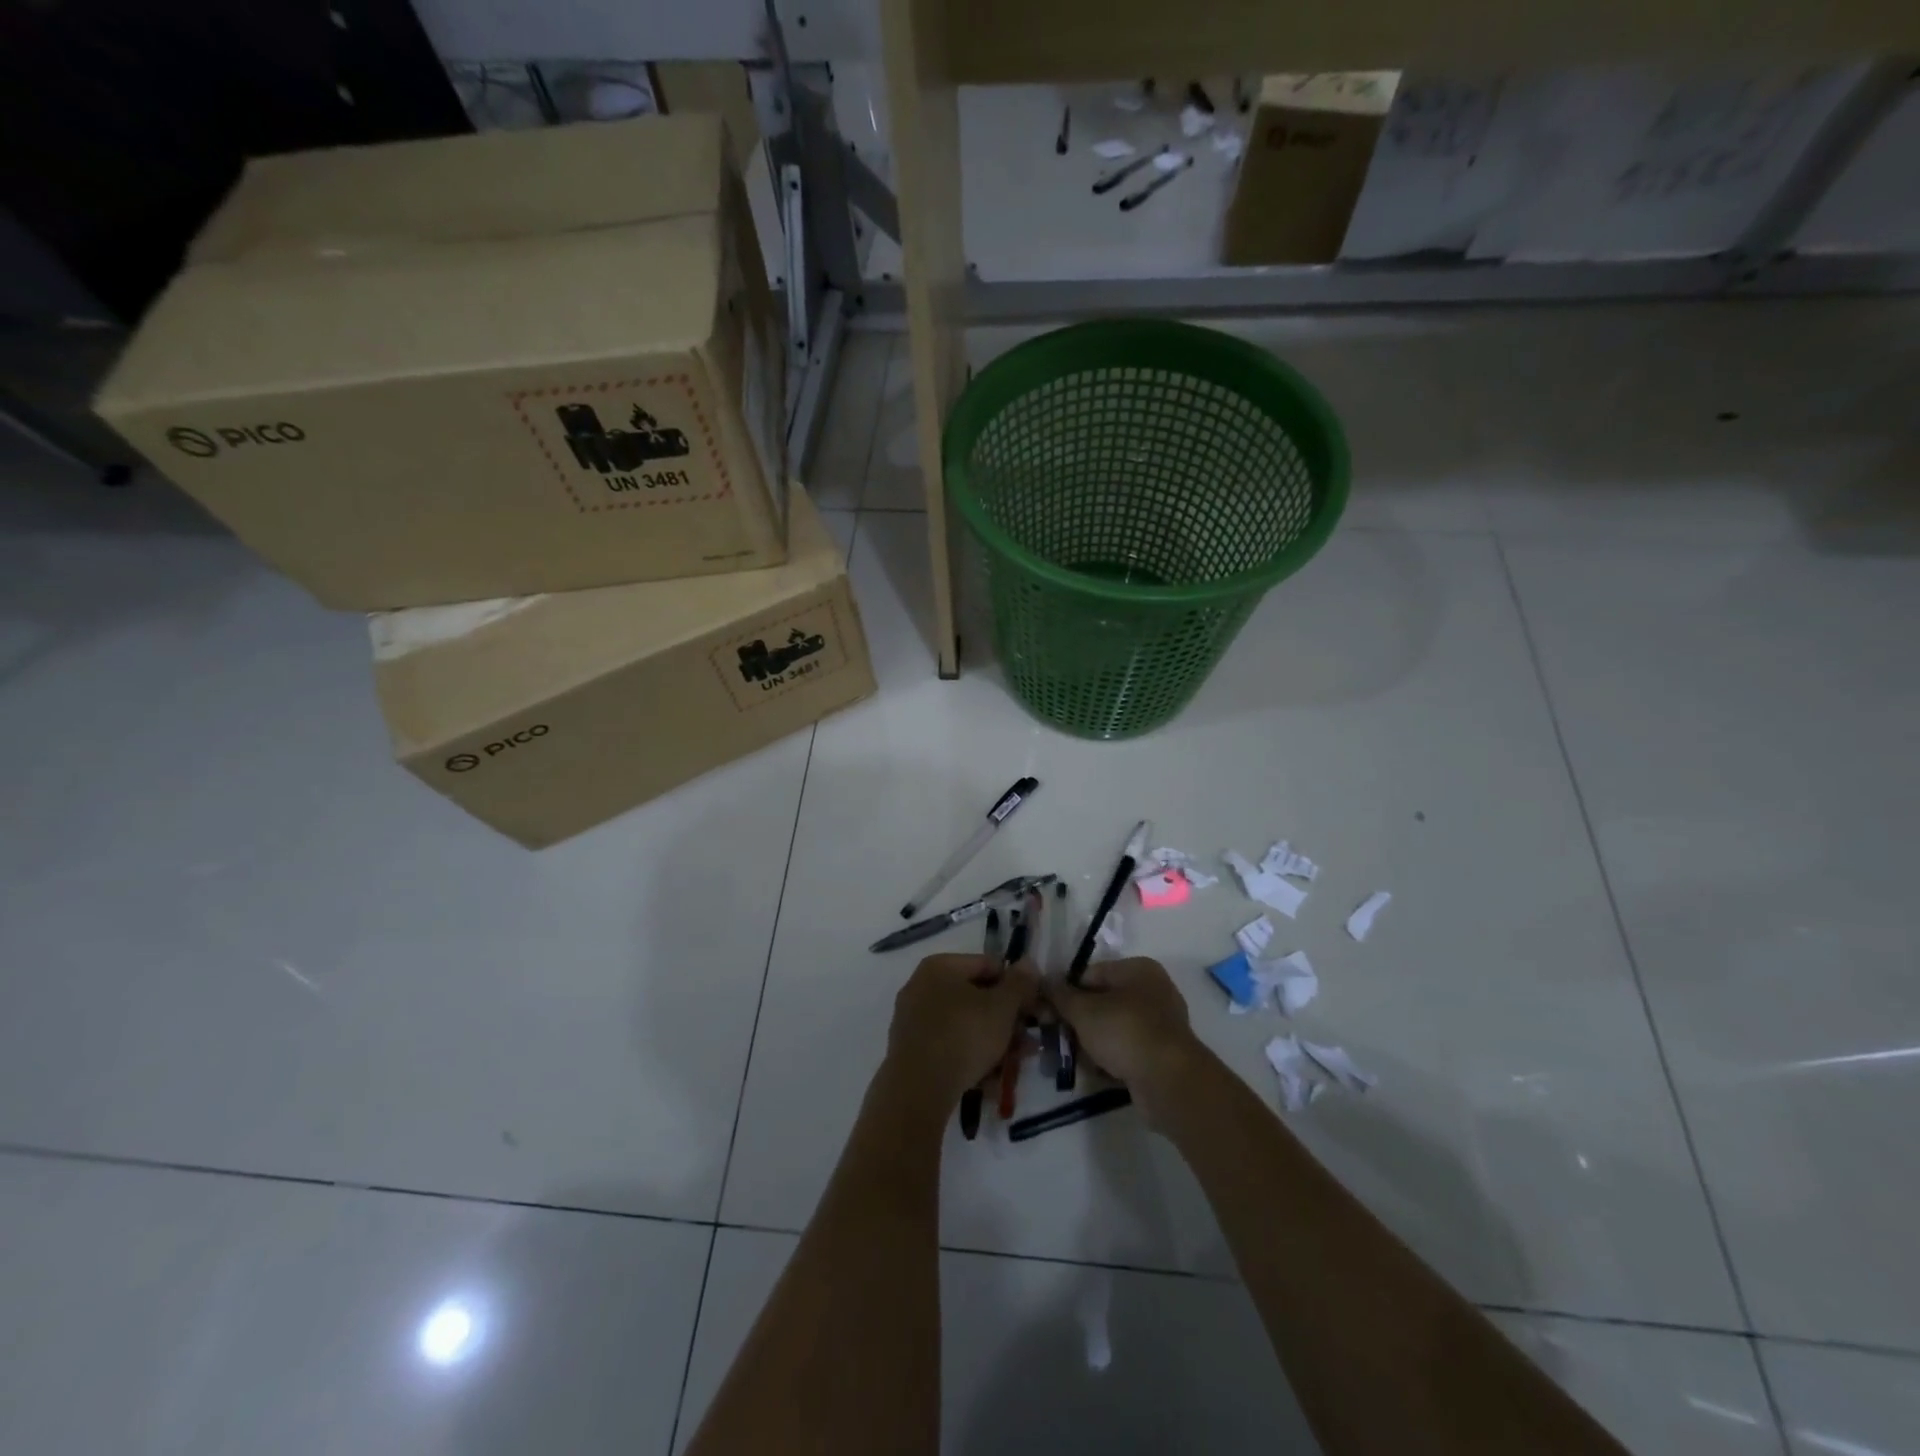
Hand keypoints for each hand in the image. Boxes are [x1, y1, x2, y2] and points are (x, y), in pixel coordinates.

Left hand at [886, 953, 1039, 1107]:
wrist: (917, 1089)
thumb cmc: (964, 1036)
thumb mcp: (1002, 1007)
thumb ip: (1019, 984)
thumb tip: (1028, 963)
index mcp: (940, 966)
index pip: (988, 965)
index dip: (1017, 986)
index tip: (1034, 1010)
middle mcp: (922, 986)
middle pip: (976, 997)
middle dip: (1007, 1019)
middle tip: (1028, 1041)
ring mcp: (913, 1019)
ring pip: (965, 1024)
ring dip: (994, 1041)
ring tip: (1016, 1063)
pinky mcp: (911, 1050)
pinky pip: (949, 1045)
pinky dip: (971, 1057)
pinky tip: (990, 1078)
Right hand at [1047, 957, 1202, 1104]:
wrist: (1168, 1081)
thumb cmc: (1124, 1031)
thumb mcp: (1083, 1010)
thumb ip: (1060, 995)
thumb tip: (1044, 982)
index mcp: (1138, 969)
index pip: (1091, 974)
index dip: (1066, 991)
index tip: (1048, 1011)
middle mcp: (1153, 991)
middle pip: (1102, 1001)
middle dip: (1078, 1020)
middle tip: (1056, 1037)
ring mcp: (1160, 1024)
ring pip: (1113, 1027)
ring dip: (1091, 1042)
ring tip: (1071, 1057)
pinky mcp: (1162, 1054)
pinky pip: (1127, 1049)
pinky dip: (1110, 1058)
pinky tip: (1094, 1070)